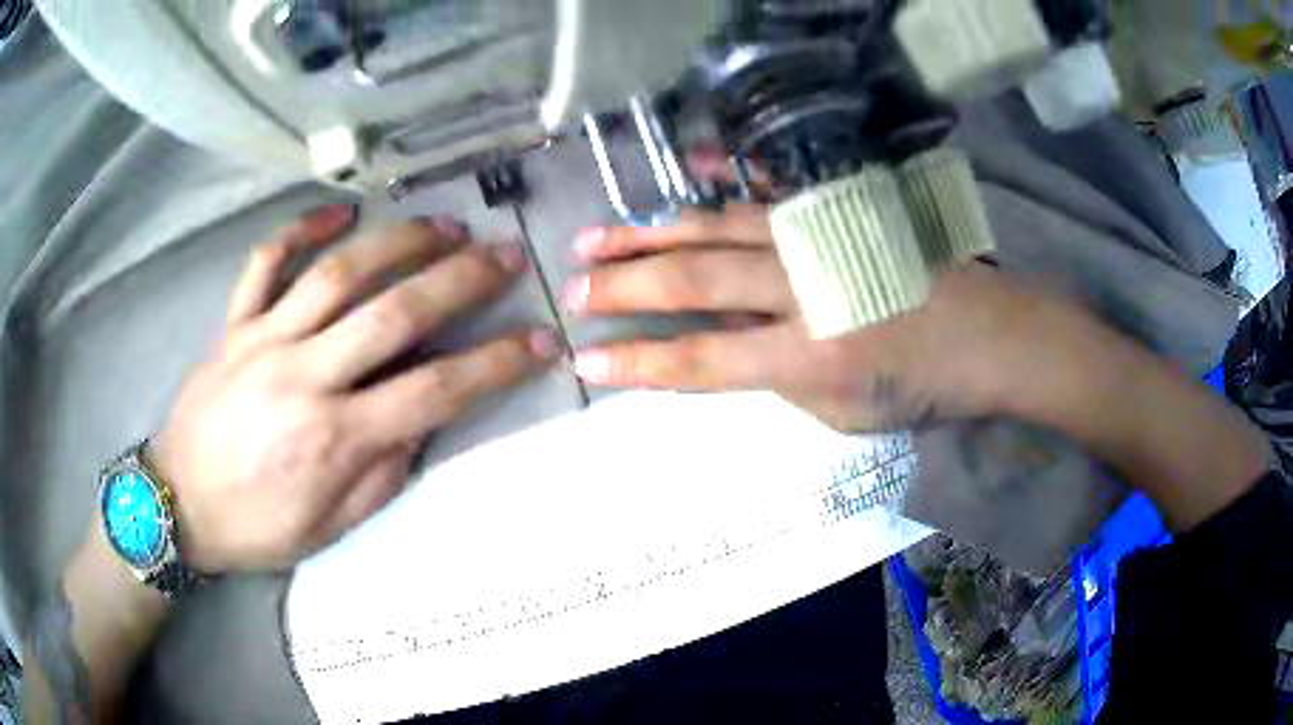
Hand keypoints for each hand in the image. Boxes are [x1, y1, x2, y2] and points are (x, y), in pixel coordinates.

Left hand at [152, 206, 559, 572]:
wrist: (179, 505)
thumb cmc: (256, 527)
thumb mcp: (330, 528)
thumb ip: (382, 474)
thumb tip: (419, 421)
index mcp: (334, 439)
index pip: (434, 392)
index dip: (495, 364)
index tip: (540, 340)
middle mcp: (303, 377)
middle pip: (394, 315)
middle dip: (460, 280)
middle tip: (504, 255)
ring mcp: (263, 340)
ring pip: (337, 274)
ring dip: (397, 242)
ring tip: (443, 226)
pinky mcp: (233, 325)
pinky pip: (265, 264)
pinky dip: (301, 231)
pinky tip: (338, 215)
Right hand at [565, 204, 1117, 431]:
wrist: (987, 335)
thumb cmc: (919, 387)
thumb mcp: (843, 412)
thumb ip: (775, 378)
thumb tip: (724, 343)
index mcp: (808, 358)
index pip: (699, 361)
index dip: (636, 363)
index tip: (585, 359)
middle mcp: (804, 290)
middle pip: (694, 282)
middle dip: (624, 286)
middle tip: (573, 287)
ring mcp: (817, 241)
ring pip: (716, 229)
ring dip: (650, 233)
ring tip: (596, 237)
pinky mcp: (834, 214)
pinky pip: (765, 195)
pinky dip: (719, 185)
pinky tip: (685, 177)